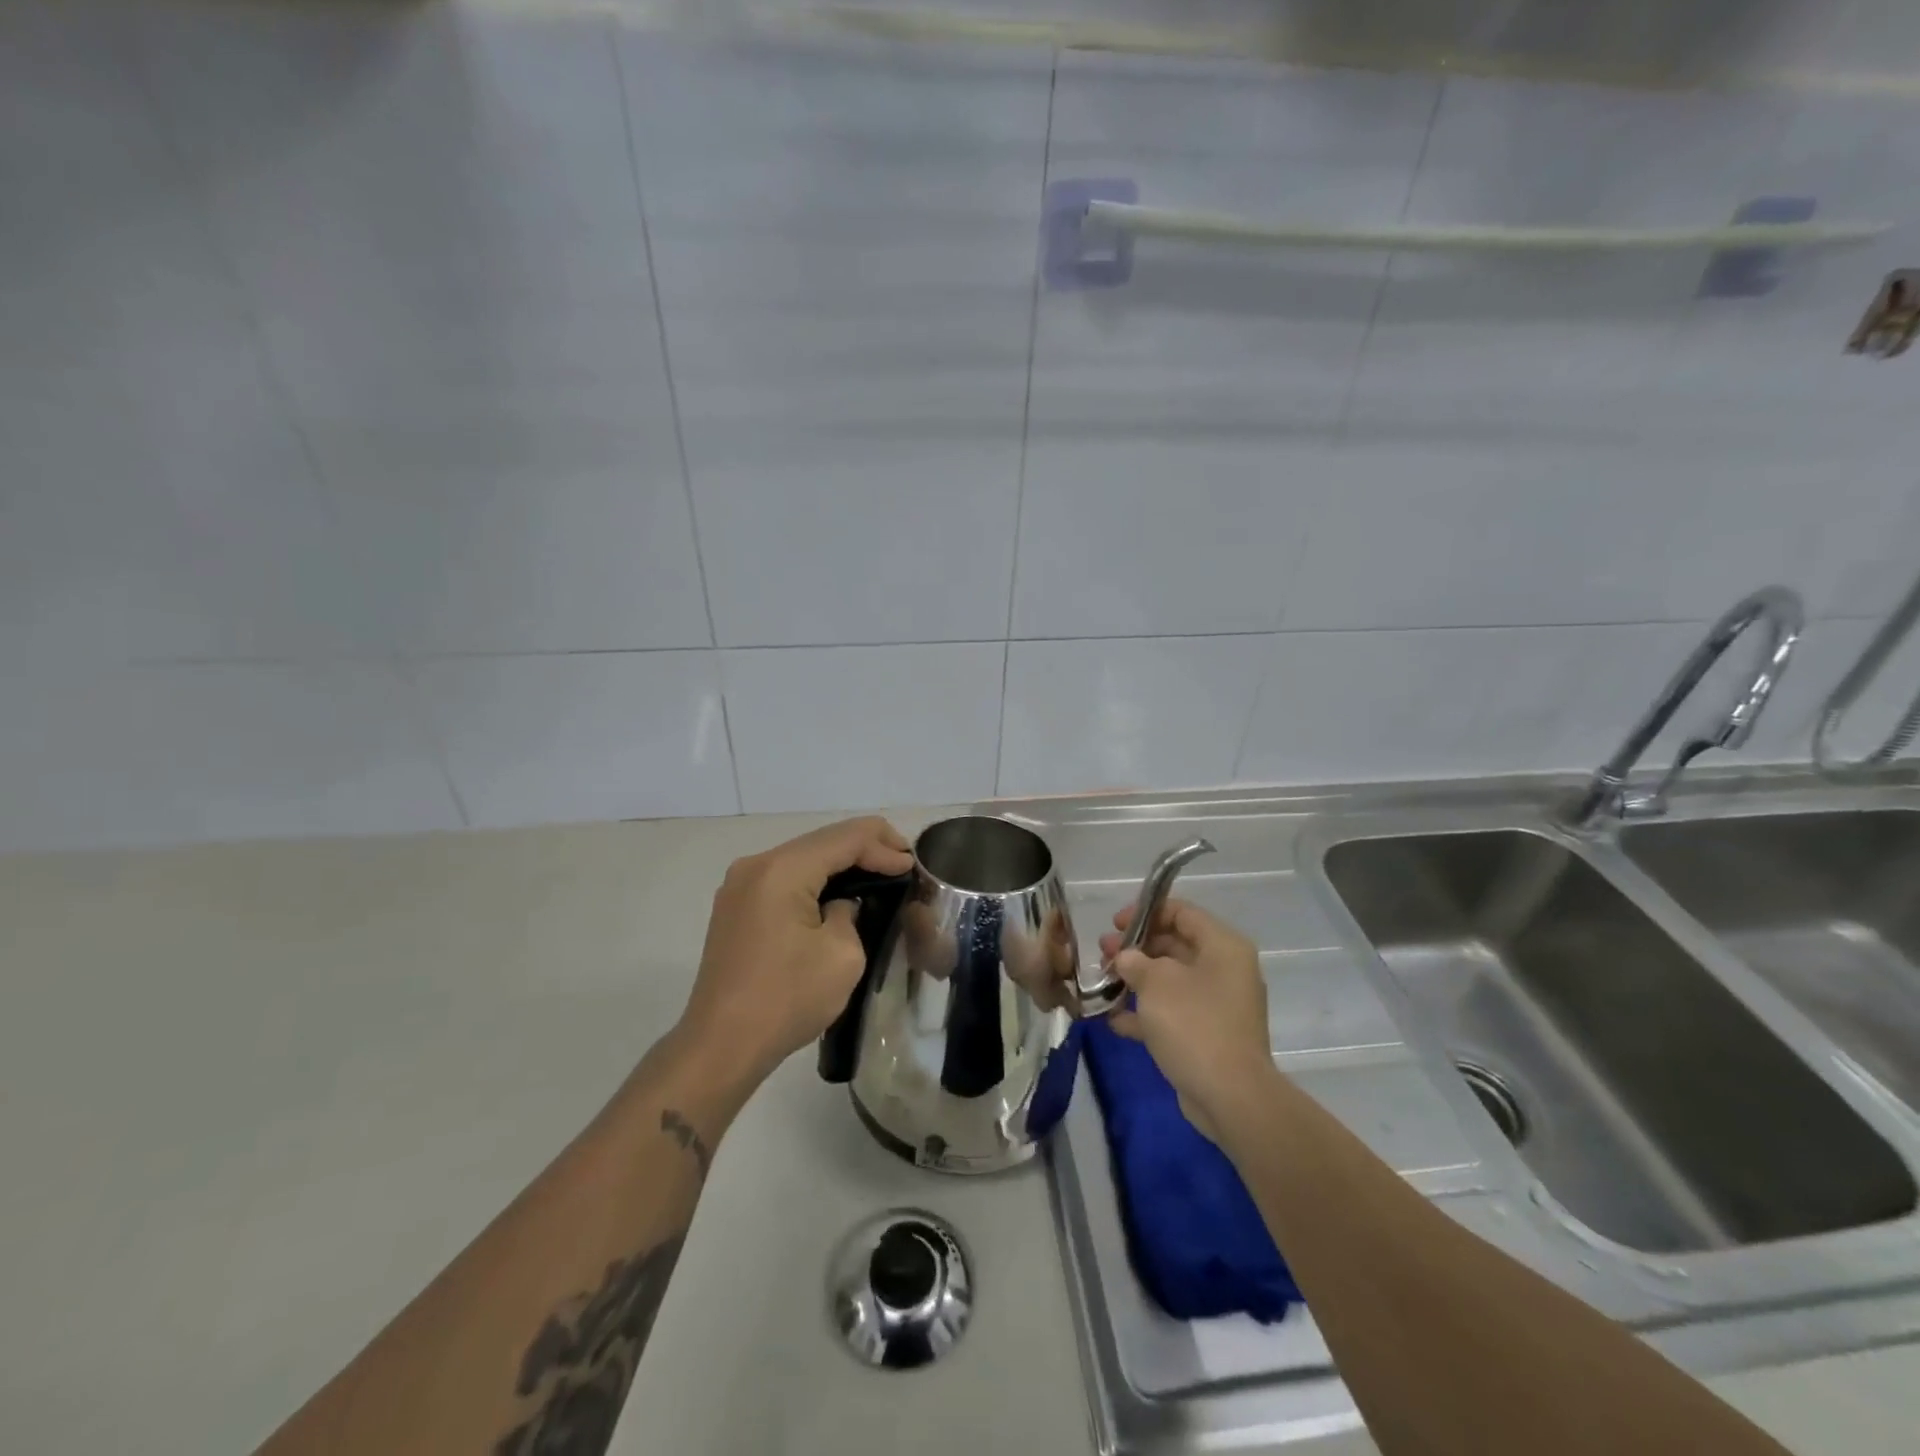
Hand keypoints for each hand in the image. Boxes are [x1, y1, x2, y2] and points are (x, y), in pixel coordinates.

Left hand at [679, 816, 912, 1089]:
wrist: (720, 1045)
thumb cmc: (786, 999)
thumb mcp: (842, 955)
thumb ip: (851, 912)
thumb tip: (842, 904)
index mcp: (782, 869)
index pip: (844, 838)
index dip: (884, 846)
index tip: (913, 866)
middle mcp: (756, 865)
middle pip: (821, 841)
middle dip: (865, 847)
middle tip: (902, 862)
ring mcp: (740, 885)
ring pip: (803, 857)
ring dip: (840, 863)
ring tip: (879, 872)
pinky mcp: (735, 907)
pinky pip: (785, 878)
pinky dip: (816, 879)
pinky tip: (839, 893)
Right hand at [1098, 898, 1274, 1139]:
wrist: (1230, 1096)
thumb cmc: (1194, 1024)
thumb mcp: (1155, 982)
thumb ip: (1134, 961)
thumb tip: (1125, 958)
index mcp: (1222, 946)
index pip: (1182, 912)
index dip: (1145, 912)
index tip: (1114, 924)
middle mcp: (1225, 970)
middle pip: (1174, 944)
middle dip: (1135, 948)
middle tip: (1102, 954)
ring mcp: (1218, 1004)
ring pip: (1170, 980)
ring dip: (1136, 980)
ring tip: (1103, 982)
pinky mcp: (1208, 1035)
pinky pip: (1173, 1012)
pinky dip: (1145, 1013)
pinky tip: (1113, 1020)